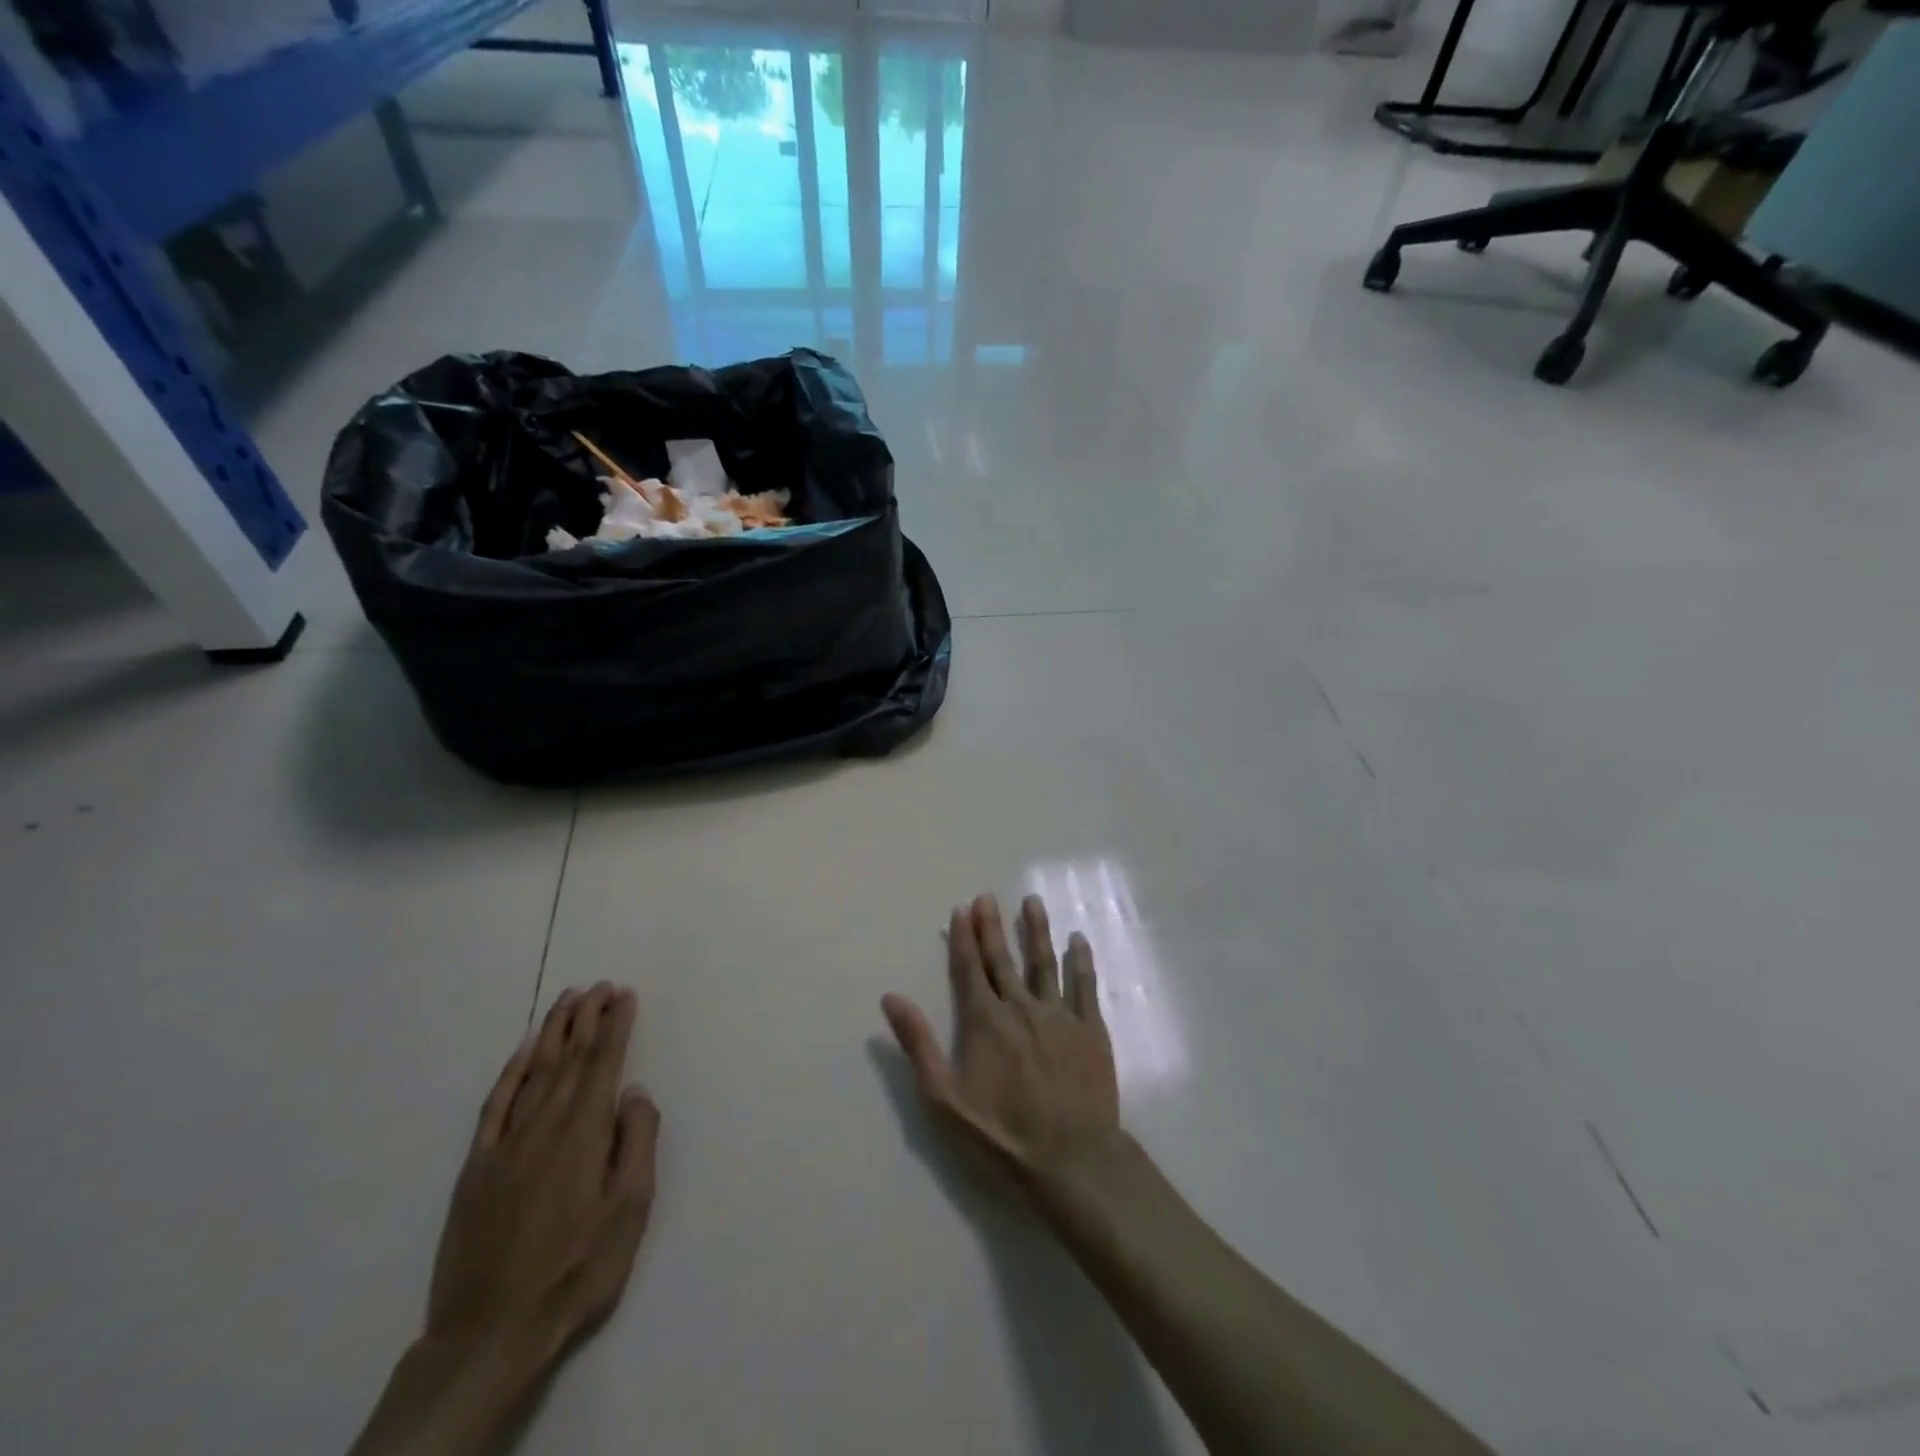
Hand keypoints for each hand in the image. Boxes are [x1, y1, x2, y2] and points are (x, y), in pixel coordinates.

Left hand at [426, 982, 660, 1372]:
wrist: (491, 1333)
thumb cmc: (577, 1269)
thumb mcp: (629, 1209)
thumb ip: (636, 1141)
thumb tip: (634, 1090)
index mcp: (583, 1132)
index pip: (603, 1063)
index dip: (615, 1024)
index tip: (625, 994)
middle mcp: (544, 1125)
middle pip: (569, 1057)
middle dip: (587, 1017)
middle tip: (600, 985)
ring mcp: (505, 1144)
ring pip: (534, 1071)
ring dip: (553, 1031)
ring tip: (568, 1000)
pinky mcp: (476, 1168)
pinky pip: (495, 1105)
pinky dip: (511, 1072)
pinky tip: (523, 1053)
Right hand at [882, 894, 1119, 1200]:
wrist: (1072, 1159)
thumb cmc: (1001, 1134)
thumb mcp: (945, 1098)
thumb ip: (919, 1045)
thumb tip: (891, 997)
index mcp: (985, 1021)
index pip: (970, 968)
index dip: (964, 938)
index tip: (962, 909)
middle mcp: (1021, 1007)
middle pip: (1003, 958)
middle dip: (993, 926)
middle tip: (988, 897)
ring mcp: (1059, 1014)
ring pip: (1045, 962)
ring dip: (1037, 930)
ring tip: (1032, 901)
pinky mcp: (1090, 1029)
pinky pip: (1085, 985)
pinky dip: (1081, 960)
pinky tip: (1078, 940)